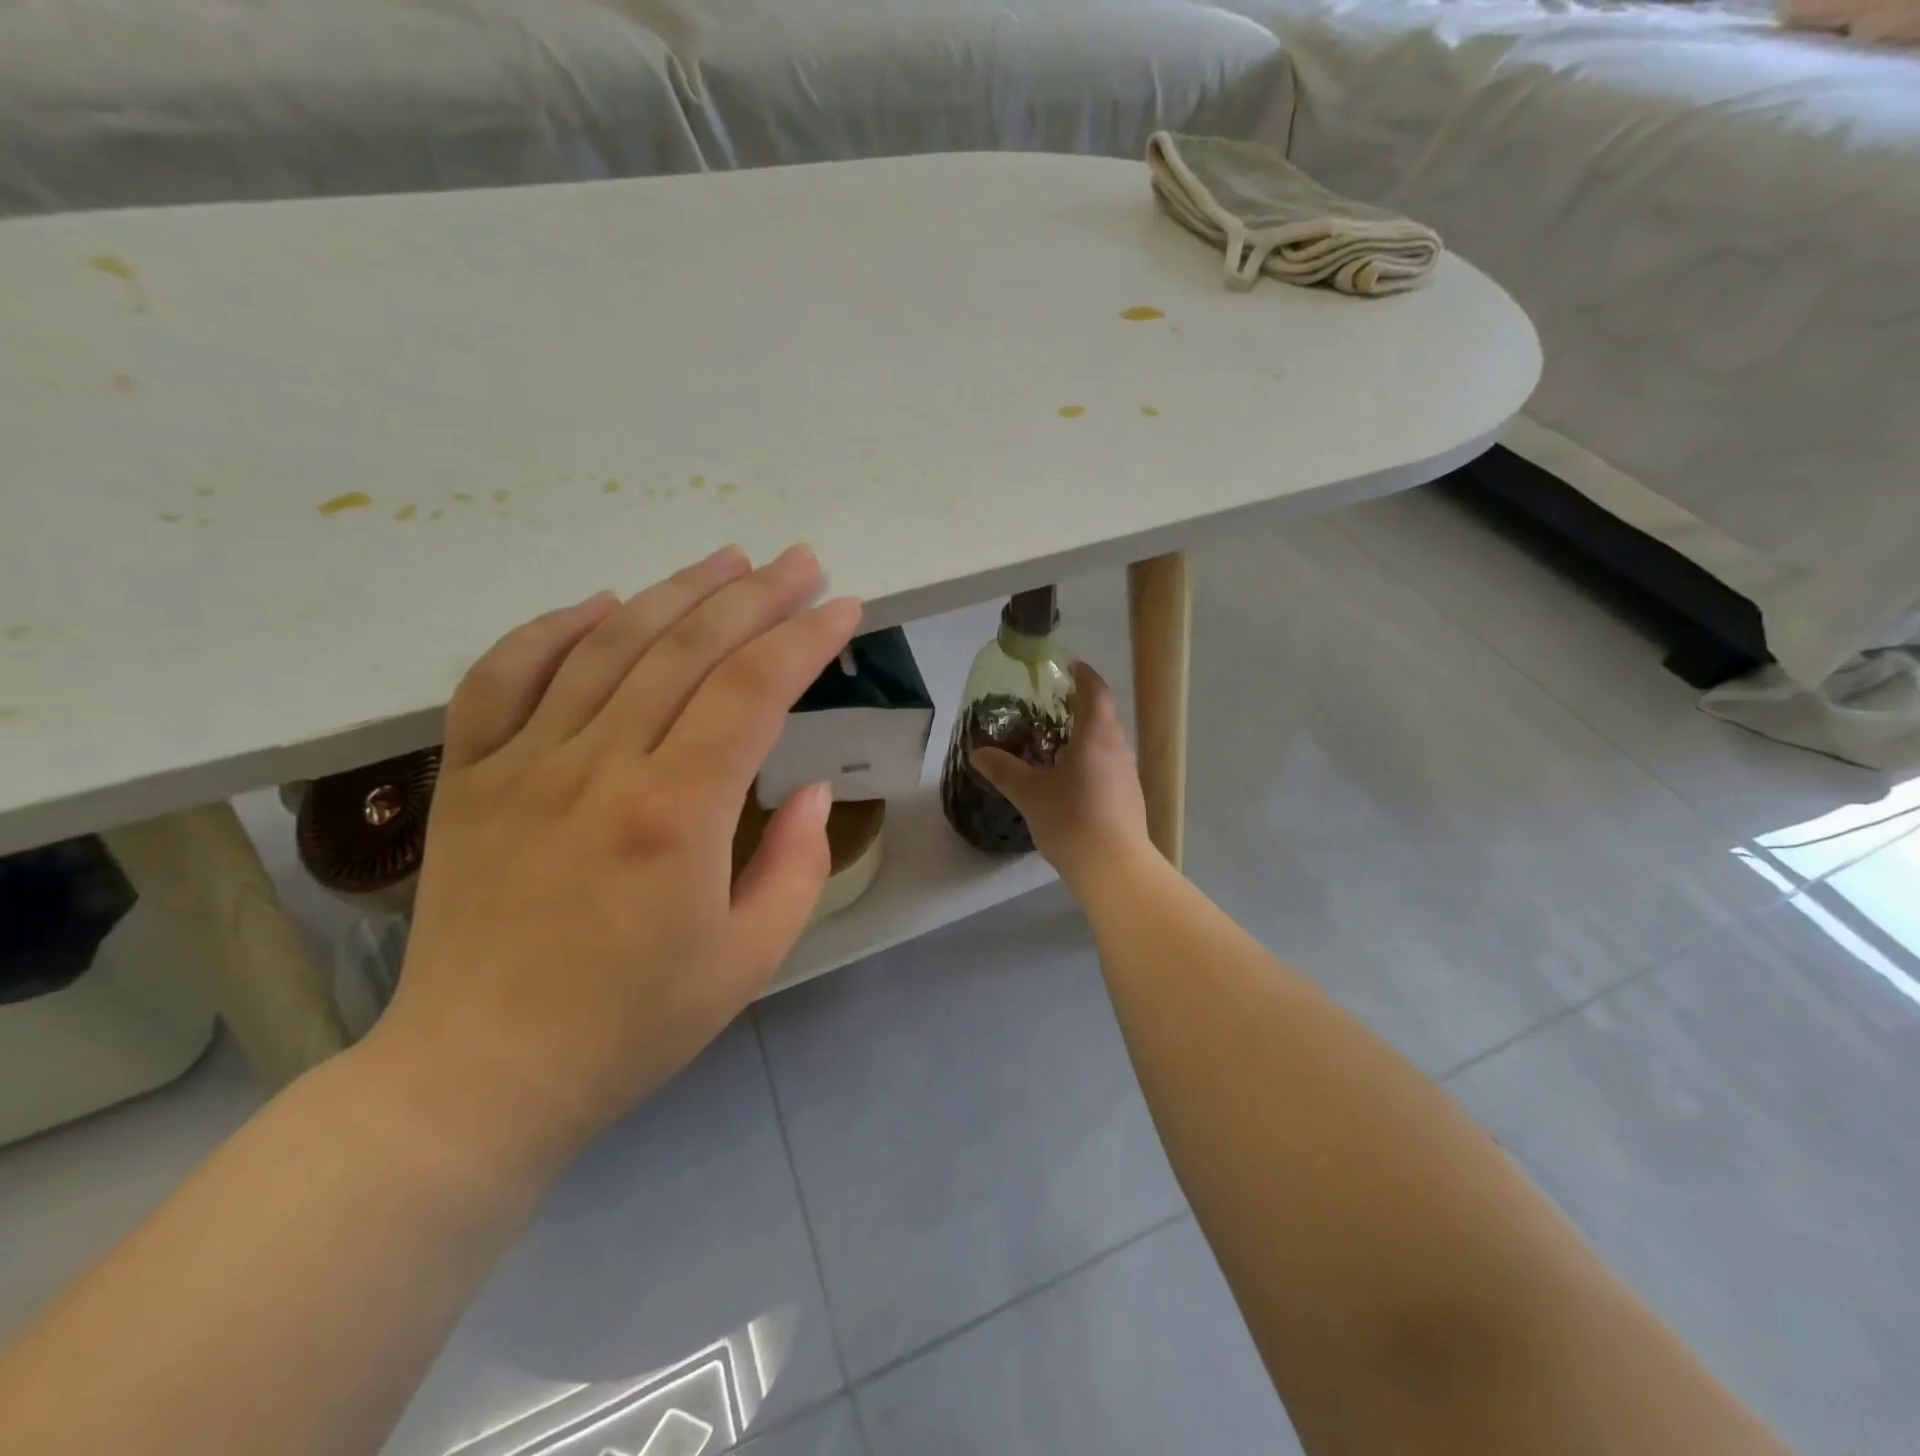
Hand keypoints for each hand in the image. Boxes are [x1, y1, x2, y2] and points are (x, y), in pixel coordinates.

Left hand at [366, 544, 860, 1169]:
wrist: (481, 1075)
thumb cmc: (632, 1025)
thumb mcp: (750, 960)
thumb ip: (797, 865)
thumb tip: (810, 791)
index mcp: (675, 814)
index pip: (753, 690)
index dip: (805, 639)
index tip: (844, 607)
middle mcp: (599, 767)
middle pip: (687, 648)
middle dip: (755, 594)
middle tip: (800, 560)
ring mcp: (523, 764)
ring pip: (607, 645)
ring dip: (675, 592)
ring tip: (726, 558)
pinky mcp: (468, 778)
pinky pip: (502, 676)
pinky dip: (553, 629)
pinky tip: (602, 603)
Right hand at [971, 662, 1153, 888]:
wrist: (1114, 867)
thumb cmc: (1071, 819)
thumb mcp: (1029, 793)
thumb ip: (1004, 770)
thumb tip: (978, 753)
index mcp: (1096, 736)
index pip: (1095, 692)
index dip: (1083, 675)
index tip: (1069, 666)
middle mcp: (1118, 748)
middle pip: (1102, 717)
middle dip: (1079, 708)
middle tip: (1051, 708)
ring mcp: (1128, 774)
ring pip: (1106, 744)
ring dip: (1085, 737)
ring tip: (1056, 744)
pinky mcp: (1130, 798)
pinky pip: (1109, 766)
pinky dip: (1091, 761)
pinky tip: (1071, 781)